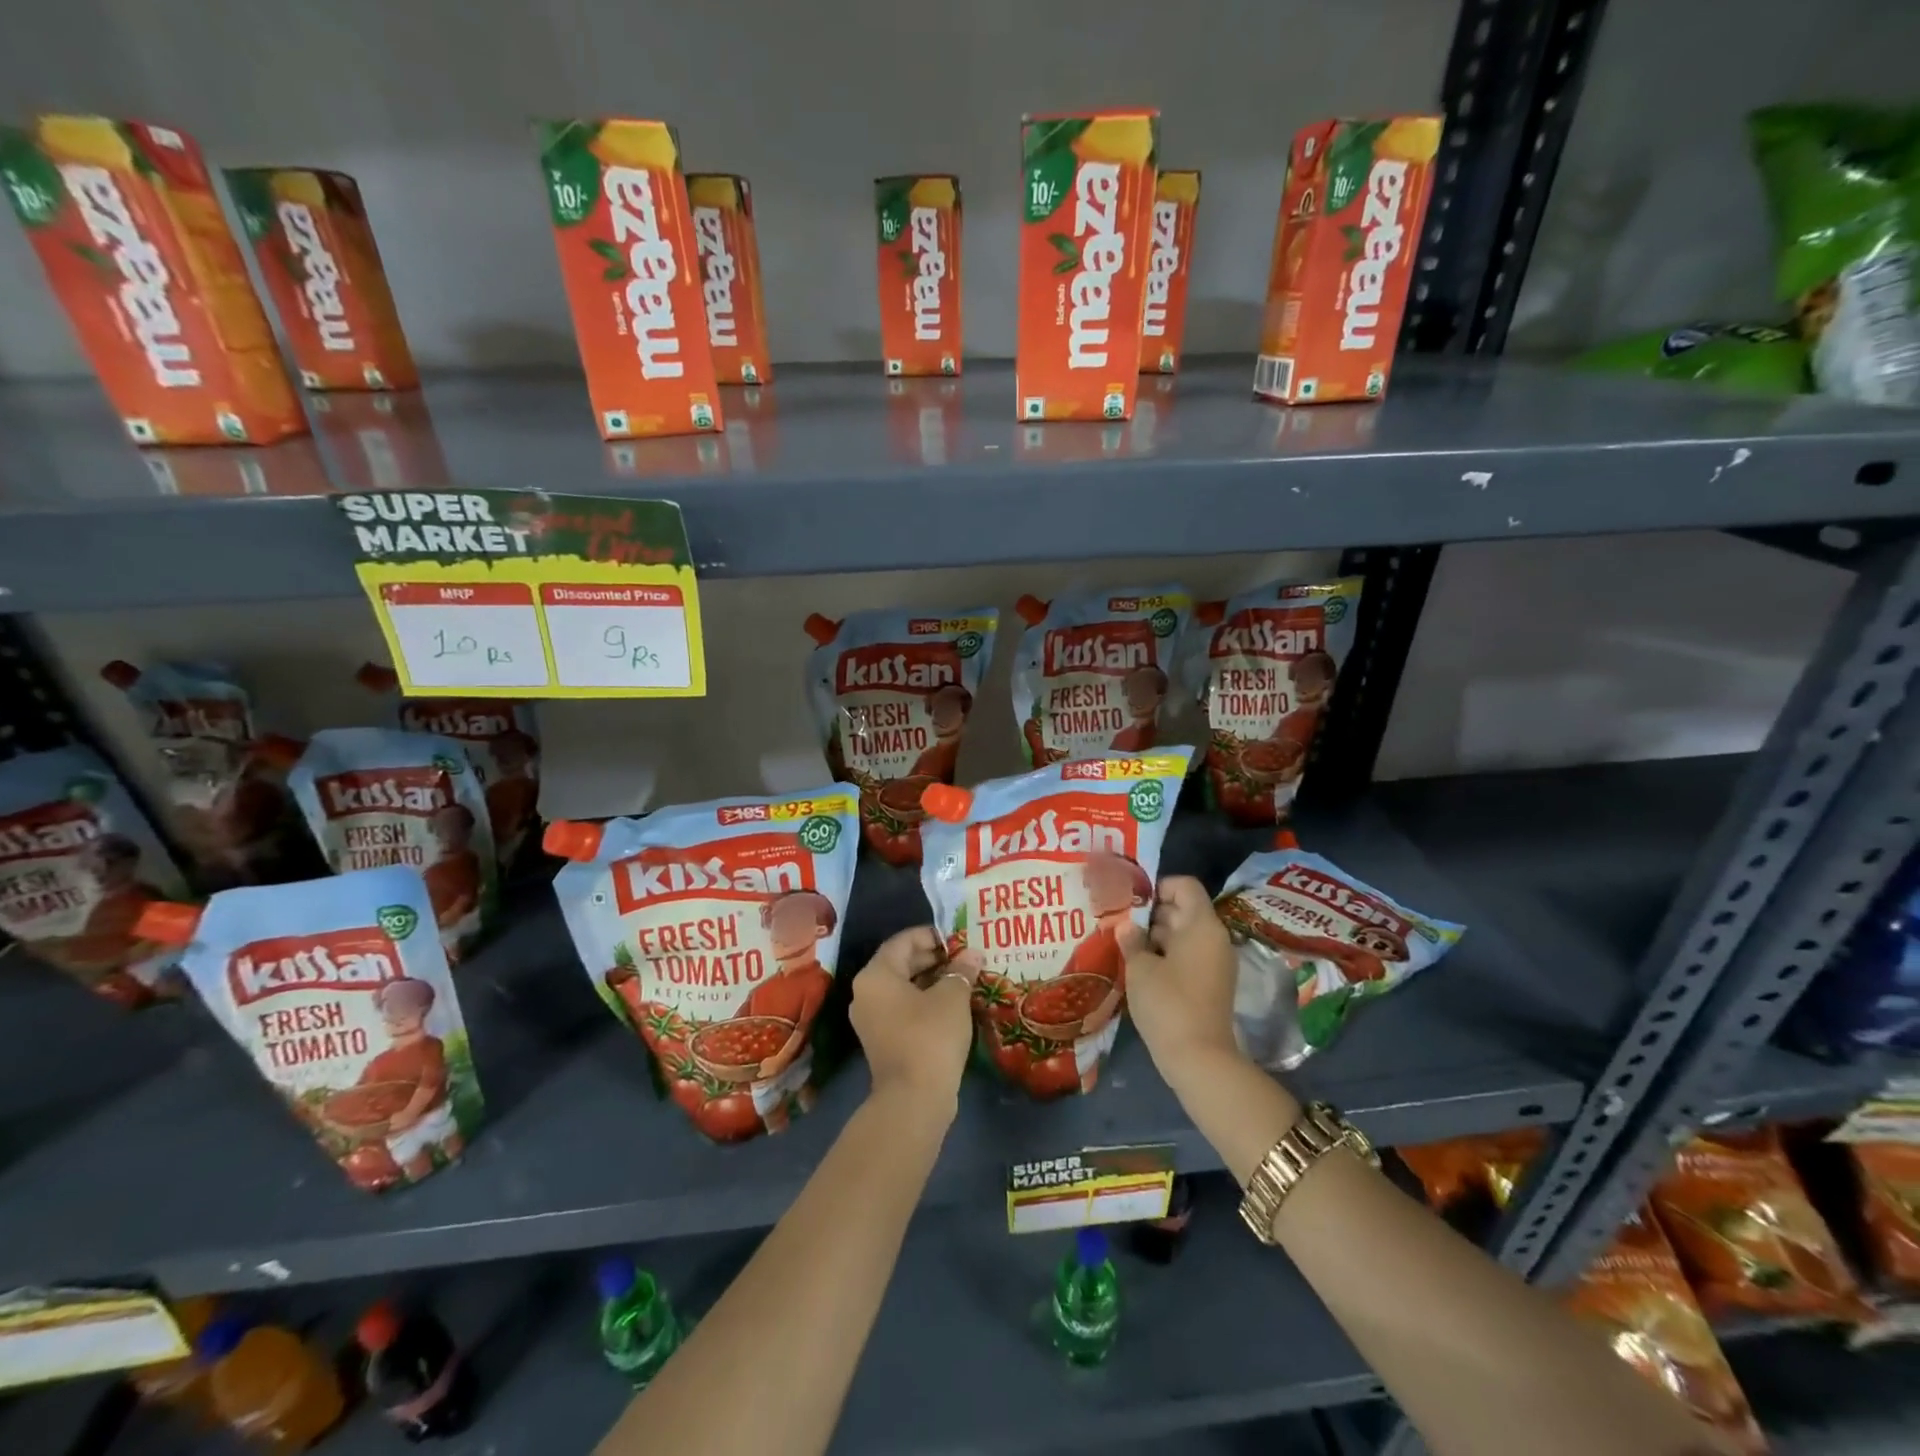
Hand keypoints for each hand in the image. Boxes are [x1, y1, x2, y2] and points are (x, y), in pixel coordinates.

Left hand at [849, 927, 976, 1117]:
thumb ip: (961, 970)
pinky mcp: (884, 1040)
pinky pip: (904, 1009)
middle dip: (934, 958)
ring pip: (904, 987)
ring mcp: (873, 1019)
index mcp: (876, 975)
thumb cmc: (930, 1036)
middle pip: (901, 963)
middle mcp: (867, 993)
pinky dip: (926, 1001)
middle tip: (965, 957)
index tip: (958, 938)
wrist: (914, 1099)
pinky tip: (954, 1004)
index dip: (931, 935)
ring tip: (964, 978)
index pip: (903, 941)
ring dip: (933, 981)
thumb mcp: (952, 997)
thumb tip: (973, 954)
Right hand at [1120, 876, 1242, 1088]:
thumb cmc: (1168, 1003)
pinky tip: (1138, 966)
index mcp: (1202, 925)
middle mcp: (1214, 938)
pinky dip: (1165, 955)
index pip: (1184, 886)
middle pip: (1183, 909)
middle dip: (1151, 913)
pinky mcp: (1210, 984)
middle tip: (1118, 920)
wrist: (1199, 1059)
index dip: (1158, 886)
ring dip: (1155, 936)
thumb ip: (1131, 940)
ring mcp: (1214, 962)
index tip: (1130, 900)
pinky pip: (1187, 956)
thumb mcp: (1140, 968)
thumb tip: (1127, 925)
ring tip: (1123, 942)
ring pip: (1183, 934)